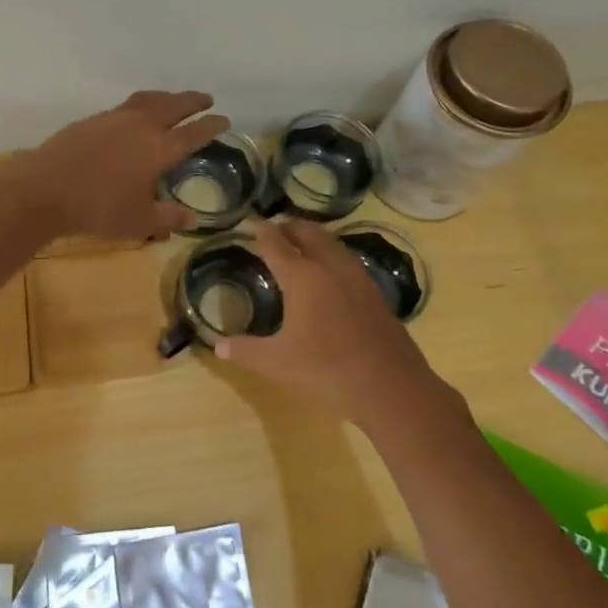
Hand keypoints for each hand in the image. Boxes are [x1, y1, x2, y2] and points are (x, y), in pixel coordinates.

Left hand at [17, 90, 229, 241]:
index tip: (224, 118)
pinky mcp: (93, 120)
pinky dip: (141, 105)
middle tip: (206, 99)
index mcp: (160, 149)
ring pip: (149, 100)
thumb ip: (168, 218)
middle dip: (193, 100)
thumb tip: (192, 217)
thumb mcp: (139, 222)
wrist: (45, 189)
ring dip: (167, 97)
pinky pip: (126, 106)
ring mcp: (115, 118)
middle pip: (174, 105)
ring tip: (174, 100)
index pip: (194, 132)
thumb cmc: (98, 209)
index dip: (212, 125)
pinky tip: (135, 116)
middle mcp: (141, 126)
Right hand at [216, 218, 438, 421]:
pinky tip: (328, 272)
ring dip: (312, 236)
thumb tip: (218, 346)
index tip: (249, 222)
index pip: (276, 244)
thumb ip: (245, 351)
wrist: (389, 384)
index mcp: (302, 277)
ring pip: (331, 242)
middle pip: (307, 233)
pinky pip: (346, 259)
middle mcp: (329, 267)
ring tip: (298, 243)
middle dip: (288, 226)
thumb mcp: (277, 363)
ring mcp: (356, 277)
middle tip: (272, 229)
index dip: (260, 231)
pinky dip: (330, 253)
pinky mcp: (373, 291)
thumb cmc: (327, 369)